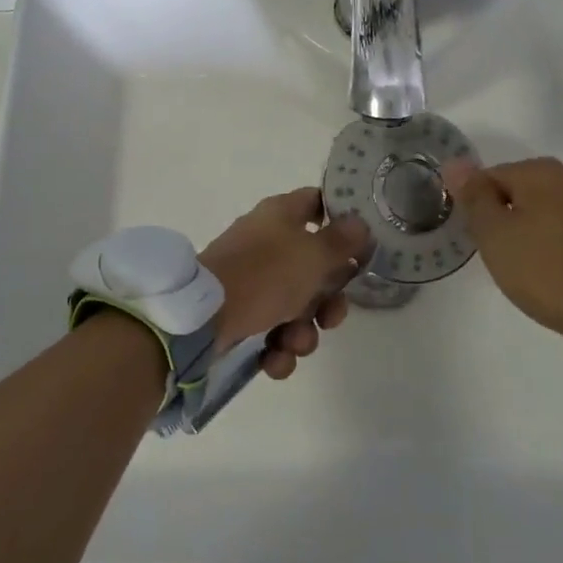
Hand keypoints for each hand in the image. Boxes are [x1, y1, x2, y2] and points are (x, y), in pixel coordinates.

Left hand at [200, 188, 374, 377]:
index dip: (342, 221)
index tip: (361, 247)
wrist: (202, 318)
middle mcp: (267, 241)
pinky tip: (273, 360)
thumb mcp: (313, 255)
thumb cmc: (264, 275)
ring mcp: (251, 277)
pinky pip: (271, 329)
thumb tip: (359, 223)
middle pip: (314, 267)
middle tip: (330, 317)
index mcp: (282, 215)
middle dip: (327, 301)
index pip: (317, 203)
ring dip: (304, 332)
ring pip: (295, 305)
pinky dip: (277, 348)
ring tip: (294, 344)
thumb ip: (342, 241)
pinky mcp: (238, 311)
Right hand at [442, 157, 562, 343]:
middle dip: (508, 219)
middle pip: (523, 192)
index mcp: (541, 171)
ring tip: (533, 268)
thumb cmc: (550, 270)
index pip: (490, 177)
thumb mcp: (496, 236)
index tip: (480, 242)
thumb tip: (455, 163)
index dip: (477, 208)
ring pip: (552, 211)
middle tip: (502, 257)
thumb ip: (475, 198)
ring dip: (537, 231)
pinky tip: (562, 272)